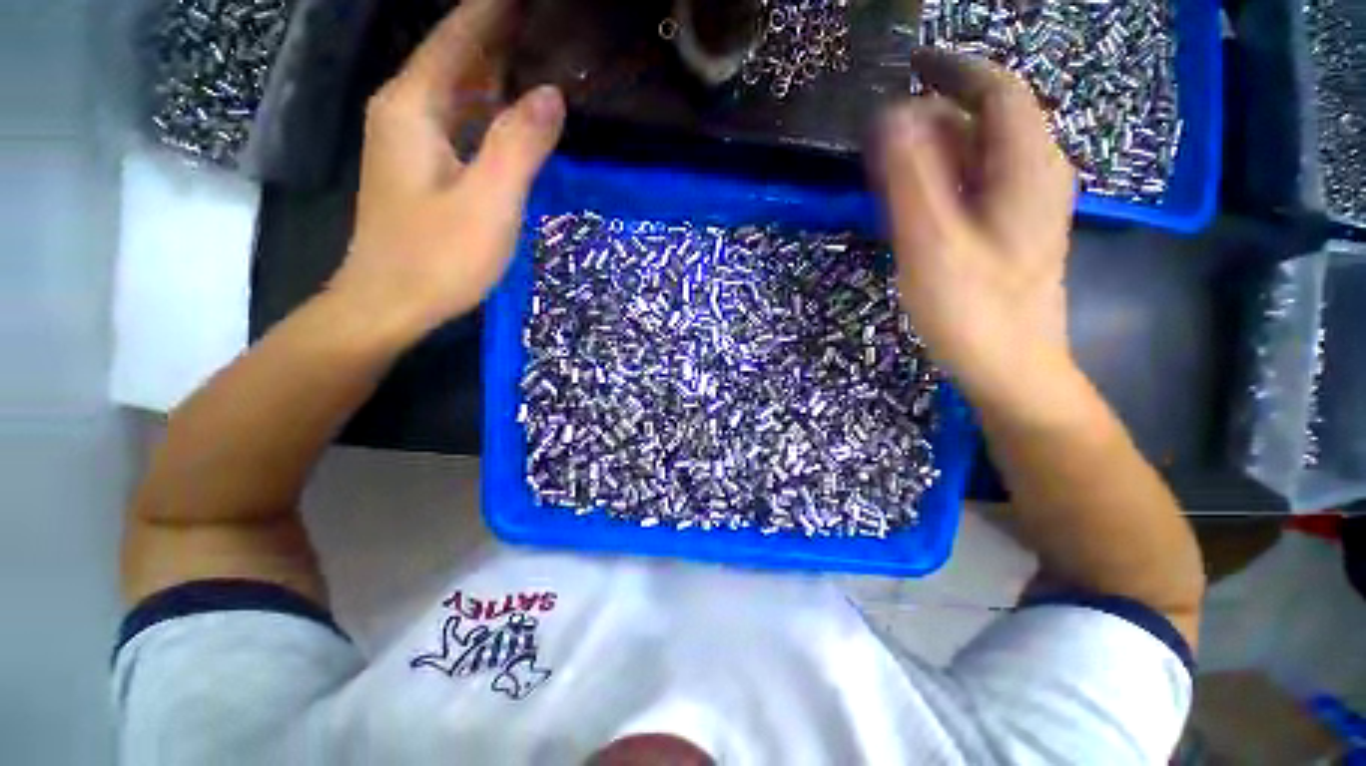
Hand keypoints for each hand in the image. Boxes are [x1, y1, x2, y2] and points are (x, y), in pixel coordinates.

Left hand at [330, 0, 565, 341]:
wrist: (390, 303)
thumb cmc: (438, 257)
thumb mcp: (489, 202)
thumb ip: (520, 145)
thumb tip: (552, 95)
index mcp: (415, 105)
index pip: (459, 36)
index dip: (496, 10)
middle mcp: (407, 110)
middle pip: (457, 55)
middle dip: (501, 34)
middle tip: (550, 27)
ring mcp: (413, 139)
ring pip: (460, 88)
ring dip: (498, 70)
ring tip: (542, 55)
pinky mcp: (424, 166)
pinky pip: (461, 120)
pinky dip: (491, 108)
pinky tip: (517, 112)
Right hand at [877, 50, 1075, 402]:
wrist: (1011, 369)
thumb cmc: (973, 310)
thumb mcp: (933, 243)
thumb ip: (912, 178)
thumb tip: (893, 116)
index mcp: (1027, 167)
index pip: (997, 91)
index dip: (954, 71)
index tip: (909, 67)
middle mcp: (1035, 175)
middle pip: (987, 123)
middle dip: (936, 116)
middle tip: (882, 136)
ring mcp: (1024, 206)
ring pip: (979, 157)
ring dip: (935, 152)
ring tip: (889, 169)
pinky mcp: (1010, 232)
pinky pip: (976, 187)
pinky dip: (943, 181)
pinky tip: (915, 203)